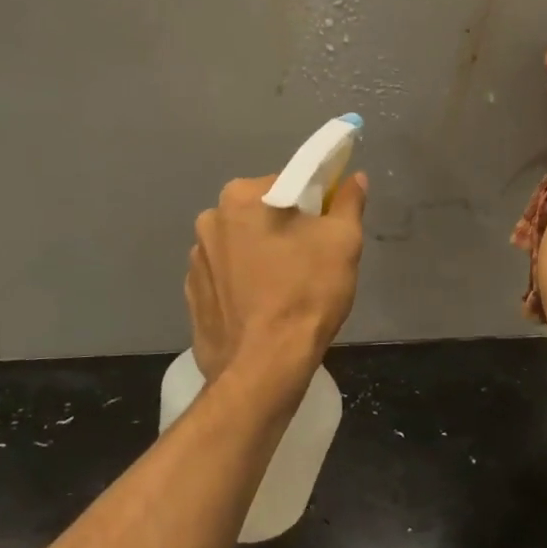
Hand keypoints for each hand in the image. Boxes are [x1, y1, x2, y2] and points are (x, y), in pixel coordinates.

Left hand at [185, 172, 367, 383]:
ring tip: (287, 289)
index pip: (288, 183)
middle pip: (261, 213)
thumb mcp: (342, 242)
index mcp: (241, 197)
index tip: (328, 228)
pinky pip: (226, 277)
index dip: (314, 203)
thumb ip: (348, 202)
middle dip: (286, 229)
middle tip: (312, 260)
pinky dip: (244, 284)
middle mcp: (210, 220)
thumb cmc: (305, 294)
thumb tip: (354, 178)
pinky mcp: (192, 295)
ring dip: (262, 256)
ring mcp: (195, 260)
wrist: (263, 368)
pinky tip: (263, 308)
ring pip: (242, 245)